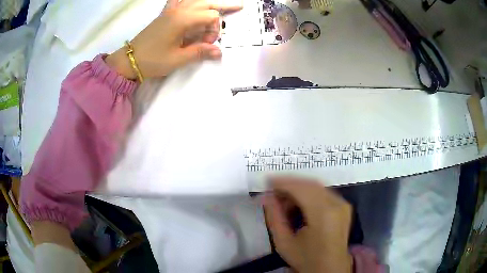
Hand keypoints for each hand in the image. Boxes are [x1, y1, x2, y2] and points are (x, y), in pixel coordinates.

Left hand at [106, 0, 242, 79]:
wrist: (129, 60)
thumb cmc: (152, 60)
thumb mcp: (177, 59)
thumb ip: (199, 52)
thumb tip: (219, 51)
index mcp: (182, 19)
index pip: (210, 16)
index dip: (214, 29)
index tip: (206, 43)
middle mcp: (178, 10)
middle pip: (207, 3)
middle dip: (222, 7)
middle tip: (238, 7)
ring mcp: (171, 10)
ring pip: (195, 0)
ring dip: (208, 2)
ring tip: (220, 5)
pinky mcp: (165, 13)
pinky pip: (179, 0)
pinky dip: (188, 1)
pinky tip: (192, 2)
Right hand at [264, 177, 352, 272]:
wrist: (330, 268)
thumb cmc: (306, 259)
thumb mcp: (284, 242)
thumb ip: (274, 217)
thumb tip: (266, 196)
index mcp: (323, 214)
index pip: (301, 188)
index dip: (282, 182)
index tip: (267, 181)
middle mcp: (336, 204)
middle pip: (310, 184)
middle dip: (289, 184)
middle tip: (273, 192)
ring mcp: (343, 204)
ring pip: (317, 186)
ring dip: (298, 189)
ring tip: (283, 201)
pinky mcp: (344, 206)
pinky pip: (323, 192)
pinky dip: (308, 194)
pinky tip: (298, 203)